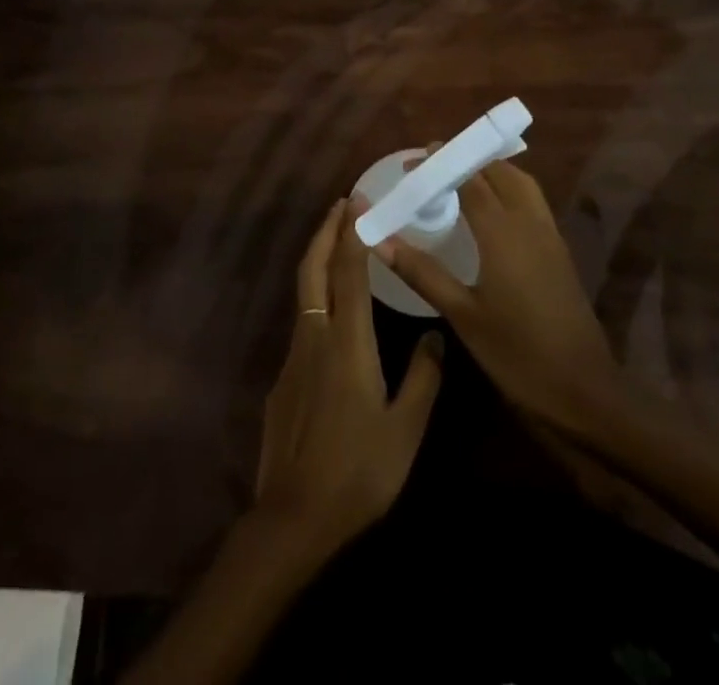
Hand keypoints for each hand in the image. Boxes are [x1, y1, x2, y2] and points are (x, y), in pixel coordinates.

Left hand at [253, 197, 443, 556]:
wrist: (293, 517)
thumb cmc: (358, 472)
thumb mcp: (405, 428)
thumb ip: (423, 377)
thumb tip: (435, 334)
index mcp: (347, 342)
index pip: (349, 272)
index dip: (352, 232)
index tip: (357, 200)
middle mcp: (315, 335)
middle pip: (314, 268)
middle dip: (326, 231)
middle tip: (341, 204)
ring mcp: (294, 355)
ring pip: (304, 291)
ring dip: (319, 258)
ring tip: (338, 243)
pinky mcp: (283, 378)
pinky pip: (302, 321)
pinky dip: (316, 295)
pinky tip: (331, 312)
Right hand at [375, 158, 623, 436]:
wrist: (584, 391)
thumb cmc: (517, 354)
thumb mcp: (462, 314)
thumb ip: (421, 271)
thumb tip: (378, 240)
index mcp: (503, 231)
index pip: (470, 178)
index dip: (443, 163)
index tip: (415, 160)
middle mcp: (529, 221)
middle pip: (498, 171)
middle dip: (465, 160)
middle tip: (432, 166)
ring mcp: (549, 234)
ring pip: (521, 182)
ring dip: (491, 170)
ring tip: (460, 176)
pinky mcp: (559, 250)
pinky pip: (532, 201)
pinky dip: (508, 188)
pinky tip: (491, 209)